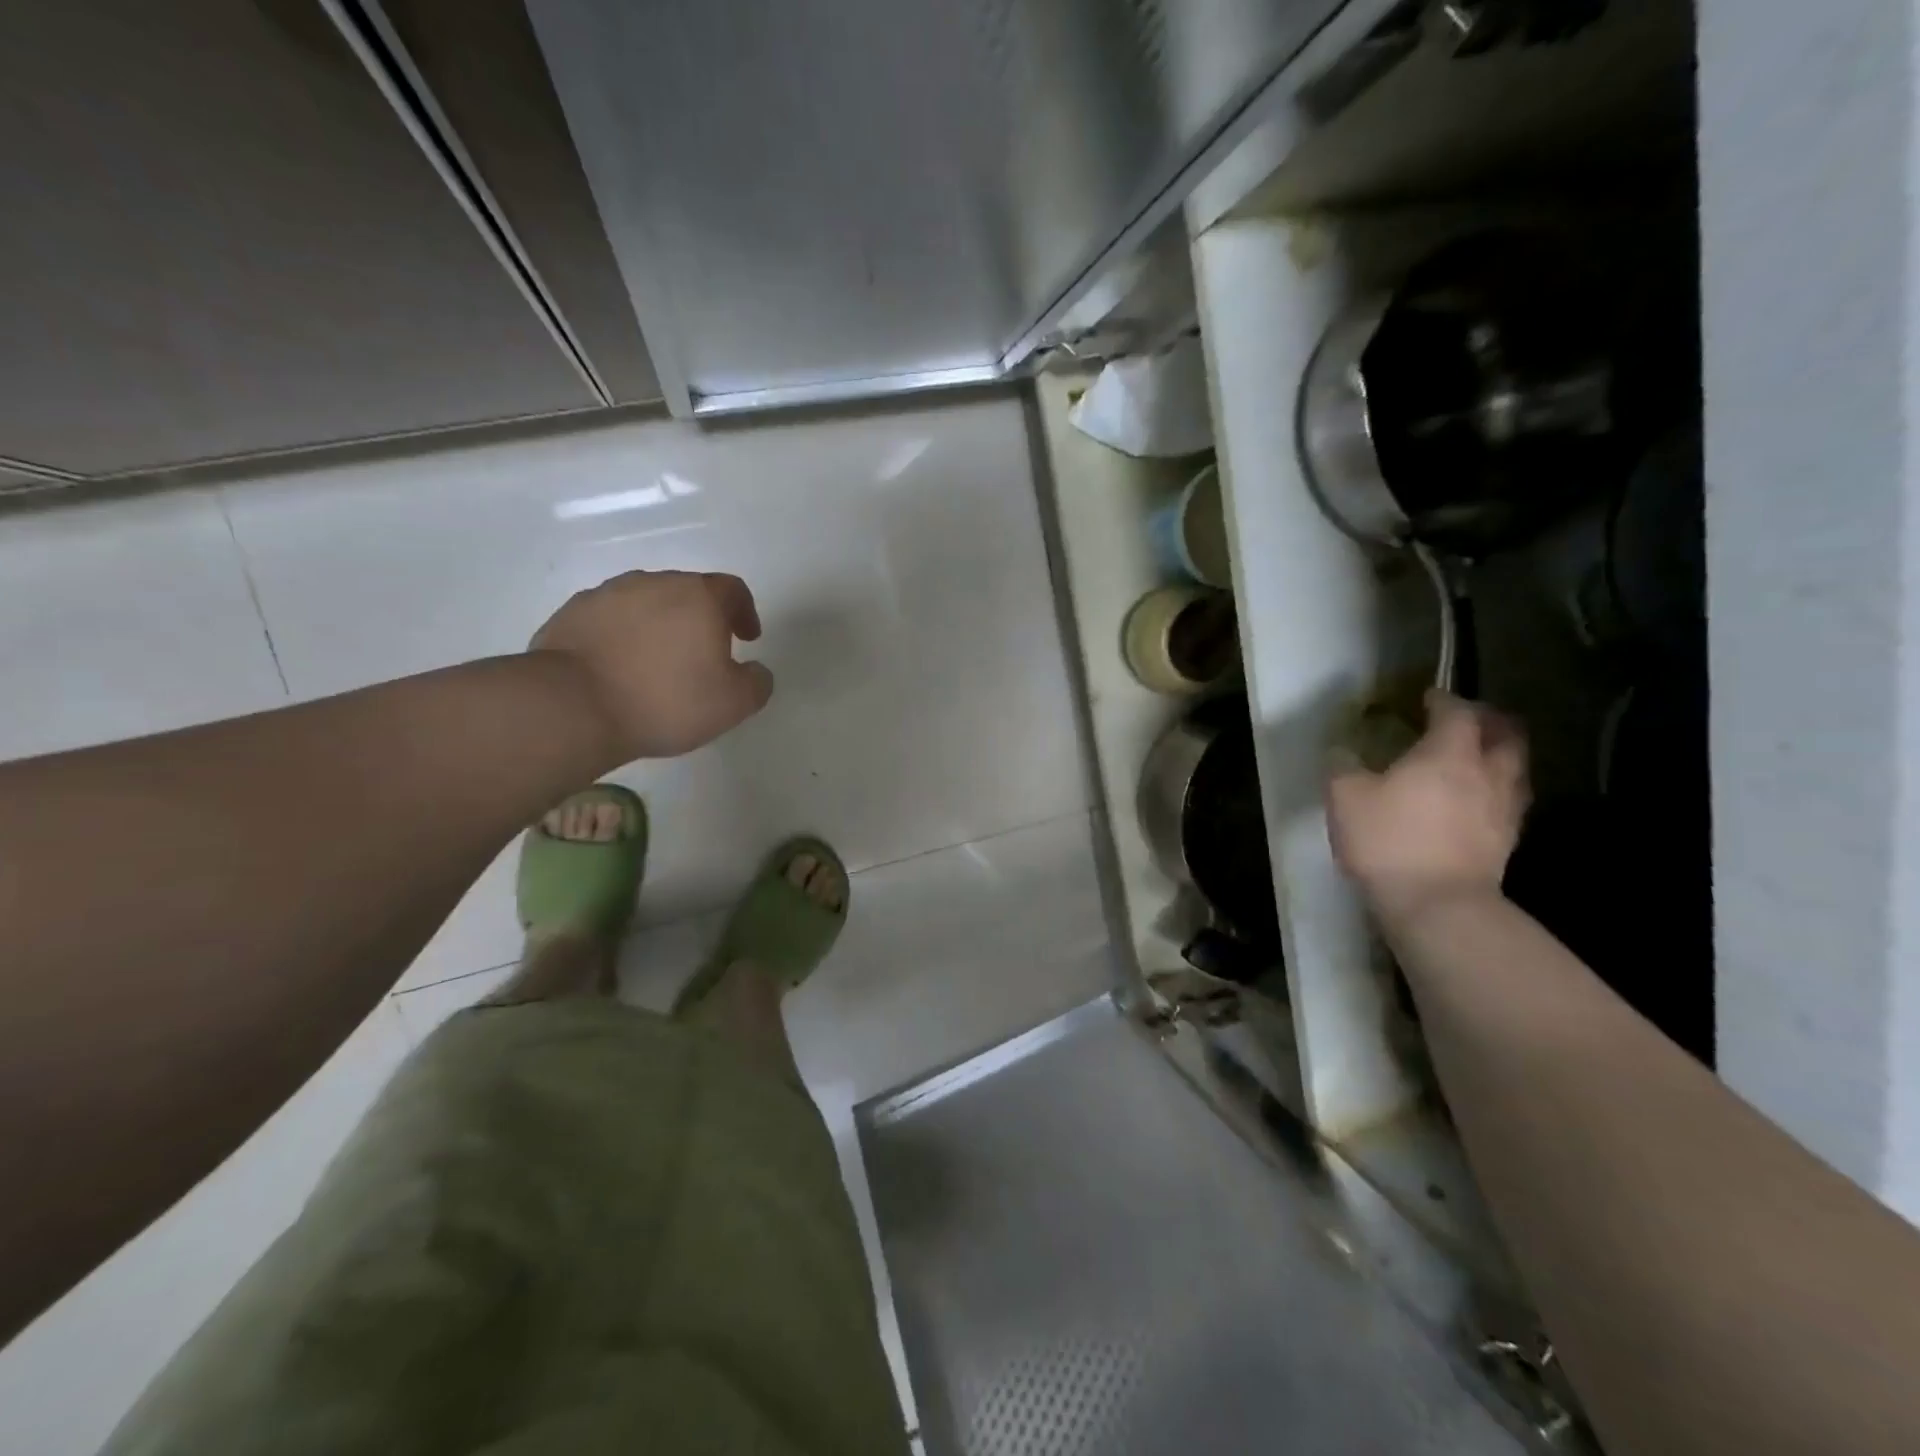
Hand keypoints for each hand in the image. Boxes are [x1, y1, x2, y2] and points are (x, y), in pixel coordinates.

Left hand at [531, 571, 773, 760]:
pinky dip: (622, 636)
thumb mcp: (733, 704)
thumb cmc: (666, 700)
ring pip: (646, 603)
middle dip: (700, 619)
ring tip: (657, 664)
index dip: (745, 612)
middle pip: (688, 592)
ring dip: (659, 625)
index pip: (733, 589)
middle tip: (703, 655)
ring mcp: (607, 594)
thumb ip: (757, 683)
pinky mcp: (572, 613)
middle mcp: (654, 583)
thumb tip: (756, 671)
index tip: (747, 638)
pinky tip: (619, 669)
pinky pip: (609, 619)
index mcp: (699, 597)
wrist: (573, 706)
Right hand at [1327, 690, 1528, 922]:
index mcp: (1448, 753)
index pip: (1457, 712)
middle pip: (1505, 735)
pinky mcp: (1506, 842)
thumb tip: (1341, 750)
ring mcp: (1503, 809)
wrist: (1437, 905)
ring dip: (1498, 757)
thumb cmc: (1389, 841)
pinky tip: (1474, 804)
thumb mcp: (1345, 797)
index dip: (1443, 700)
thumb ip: (1342, 766)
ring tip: (1475, 761)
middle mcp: (1486, 773)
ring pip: (1514, 769)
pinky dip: (1495, 792)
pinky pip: (1508, 803)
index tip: (1427, 697)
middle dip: (1488, 722)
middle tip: (1467, 722)